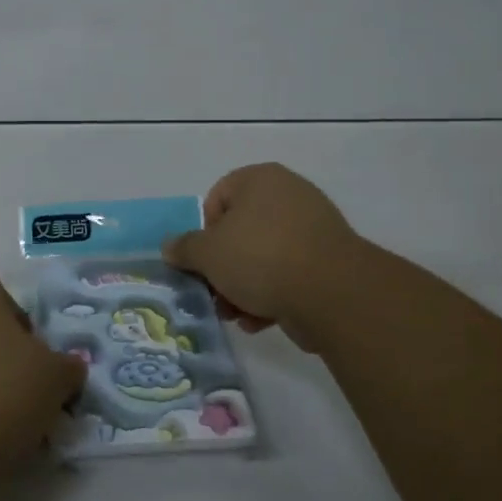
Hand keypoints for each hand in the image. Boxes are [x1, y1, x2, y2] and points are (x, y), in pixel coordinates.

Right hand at [162, 163, 371, 349]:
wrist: (331, 293)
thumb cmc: (260, 257)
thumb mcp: (207, 253)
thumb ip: (184, 248)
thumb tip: (170, 247)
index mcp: (260, 180)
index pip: (217, 198)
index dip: (204, 232)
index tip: (202, 260)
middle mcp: (289, 195)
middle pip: (239, 232)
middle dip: (222, 267)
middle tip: (214, 293)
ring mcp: (313, 229)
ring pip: (262, 257)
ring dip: (242, 287)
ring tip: (235, 314)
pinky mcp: (328, 261)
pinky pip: (288, 274)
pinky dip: (271, 295)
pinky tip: (260, 320)